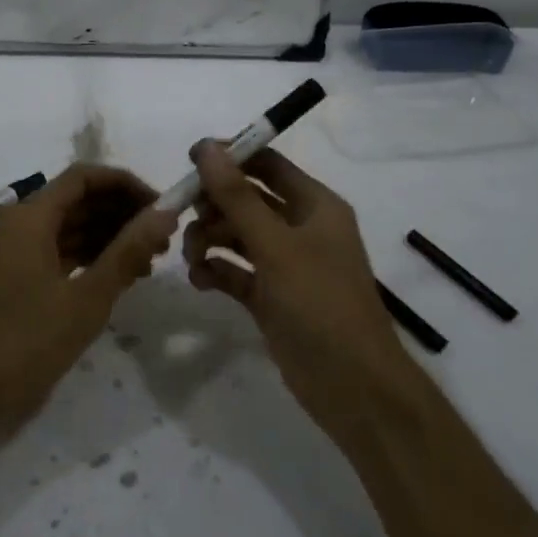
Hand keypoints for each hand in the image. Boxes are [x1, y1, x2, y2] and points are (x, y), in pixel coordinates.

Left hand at [0, 164, 180, 433]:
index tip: (161, 206)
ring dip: (111, 239)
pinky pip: (63, 257)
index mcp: (31, 217)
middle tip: (163, 241)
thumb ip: (127, 251)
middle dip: (122, 213)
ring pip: (72, 230)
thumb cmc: (23, 342)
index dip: (125, 184)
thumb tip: (165, 212)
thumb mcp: (85, 298)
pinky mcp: (21, 285)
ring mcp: (20, 257)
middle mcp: (23, 227)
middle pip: (79, 201)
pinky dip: (93, 262)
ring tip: (150, 264)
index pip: (84, 177)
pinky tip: (123, 281)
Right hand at [182, 141, 412, 444]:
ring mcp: (285, 264)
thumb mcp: (276, 246)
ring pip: (236, 234)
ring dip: (209, 238)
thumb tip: (207, 147)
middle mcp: (300, 228)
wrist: (353, 389)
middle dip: (213, 204)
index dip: (230, 157)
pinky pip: (235, 271)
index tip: (188, 161)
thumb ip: (238, 197)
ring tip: (192, 256)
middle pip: (246, 198)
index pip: (267, 163)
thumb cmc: (320, 304)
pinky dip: (215, 270)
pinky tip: (199, 280)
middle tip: (184, 215)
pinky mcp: (270, 296)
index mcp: (315, 205)